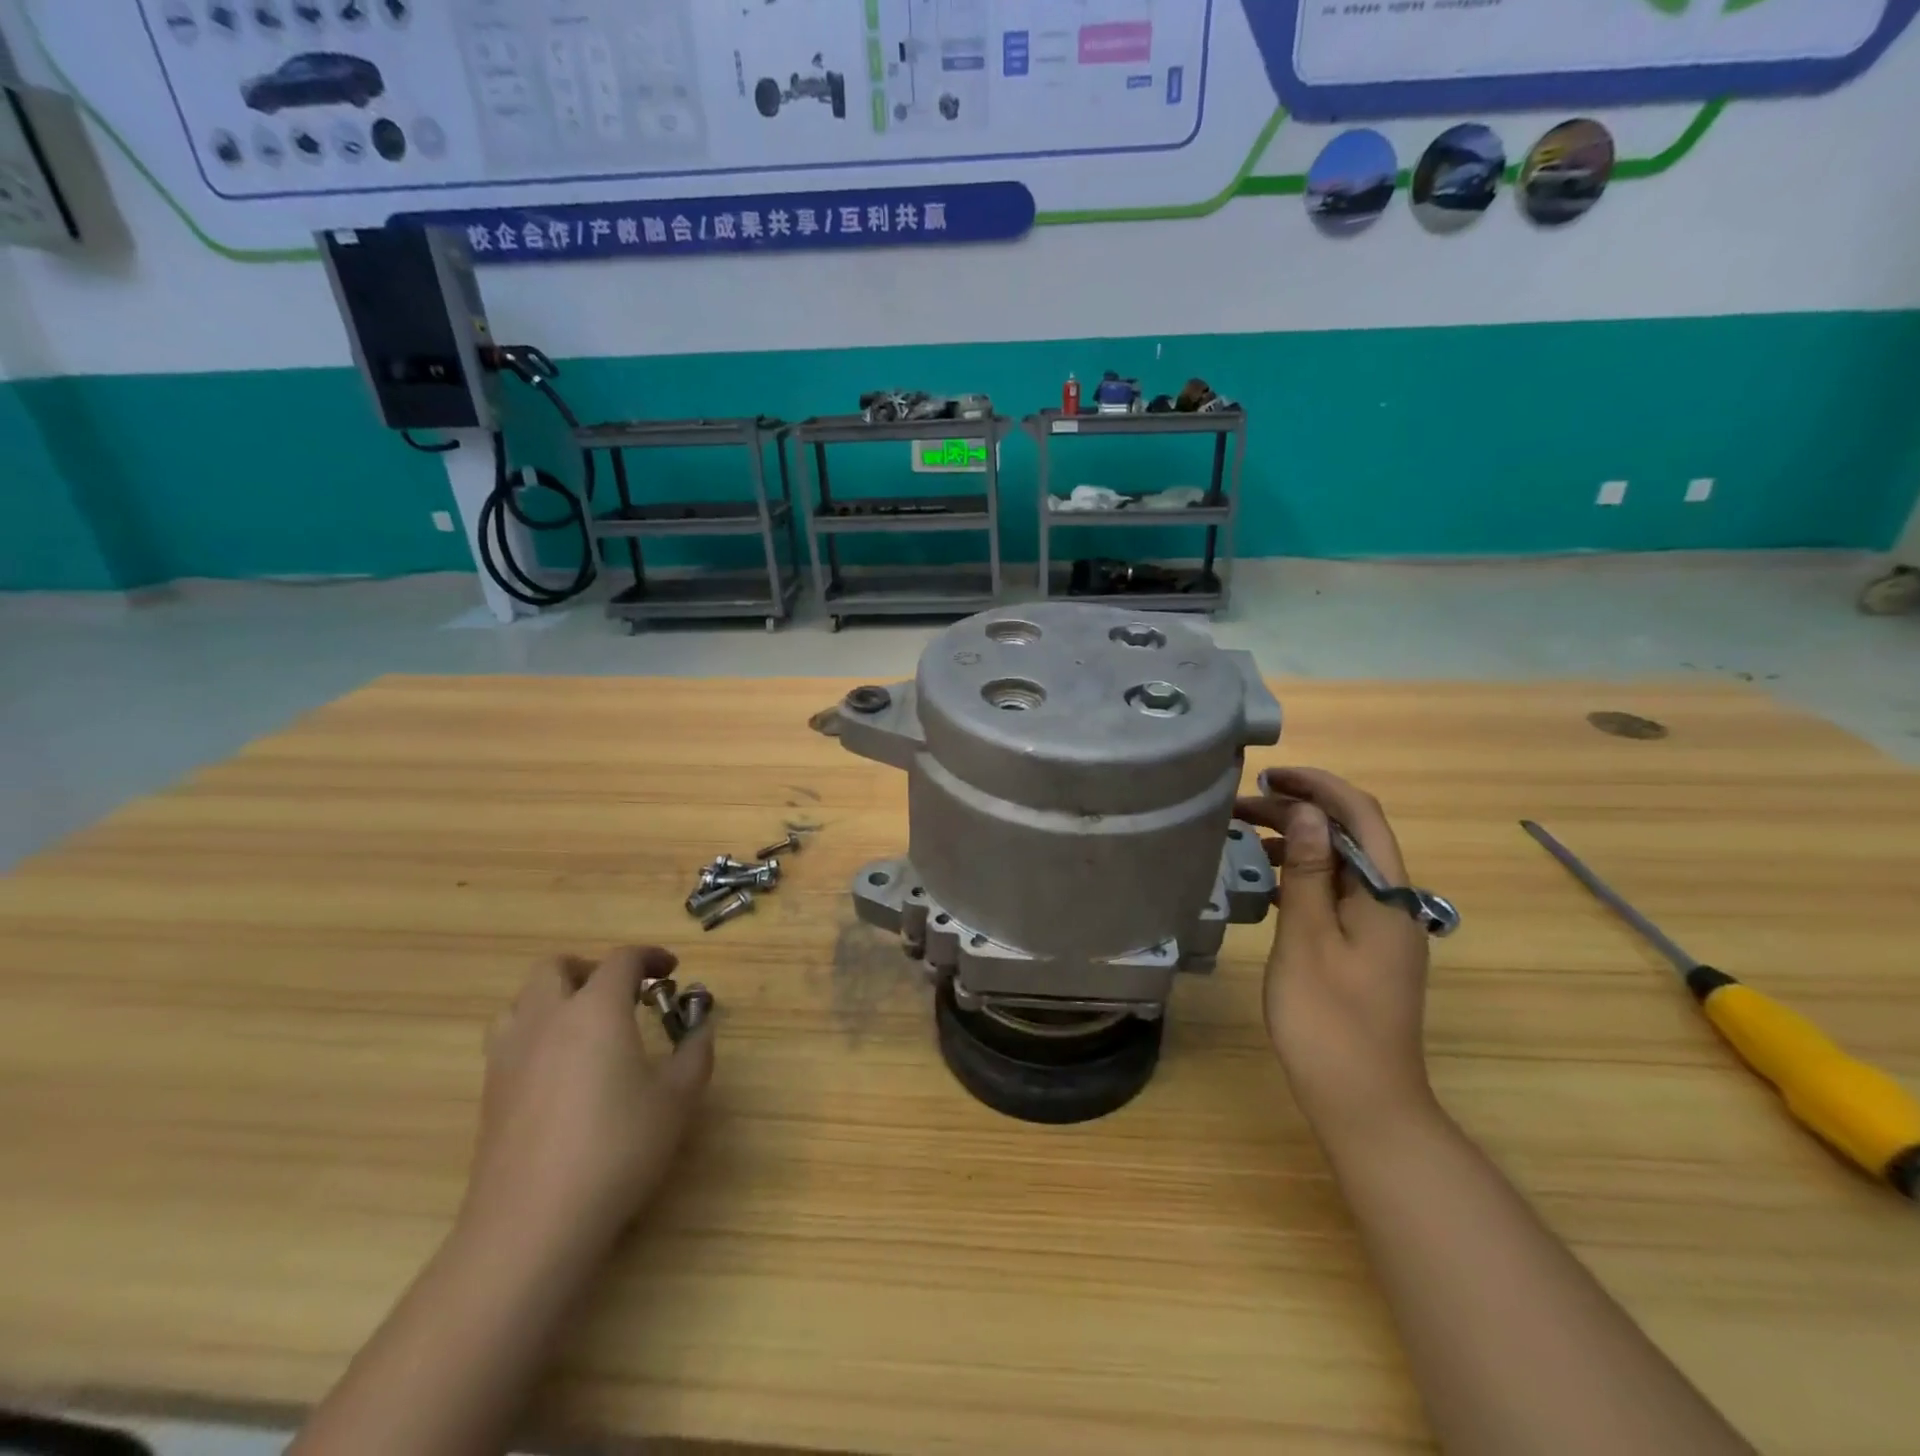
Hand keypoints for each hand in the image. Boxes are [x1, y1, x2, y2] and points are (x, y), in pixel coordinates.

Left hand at [463, 946, 714, 1260]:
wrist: (532, 1224)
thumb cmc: (617, 1148)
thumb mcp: (677, 1099)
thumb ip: (695, 1053)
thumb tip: (701, 1028)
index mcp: (596, 1009)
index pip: (621, 960)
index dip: (650, 957)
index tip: (672, 971)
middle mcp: (547, 1019)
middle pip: (556, 967)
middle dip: (591, 968)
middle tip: (622, 992)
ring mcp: (510, 1055)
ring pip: (523, 1001)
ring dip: (556, 998)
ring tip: (585, 1026)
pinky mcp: (490, 1093)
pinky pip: (511, 1040)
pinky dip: (537, 1034)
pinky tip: (561, 1070)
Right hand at [1236, 769, 1435, 1142]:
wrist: (1365, 1103)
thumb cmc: (1328, 1020)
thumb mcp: (1307, 939)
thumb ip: (1307, 871)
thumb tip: (1307, 811)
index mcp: (1386, 895)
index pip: (1360, 815)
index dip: (1318, 786)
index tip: (1268, 776)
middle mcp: (1392, 903)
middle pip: (1349, 837)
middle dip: (1299, 813)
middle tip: (1240, 807)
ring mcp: (1380, 929)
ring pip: (1339, 865)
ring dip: (1297, 843)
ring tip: (1245, 838)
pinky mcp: (1365, 950)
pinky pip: (1333, 894)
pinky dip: (1301, 877)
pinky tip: (1266, 886)